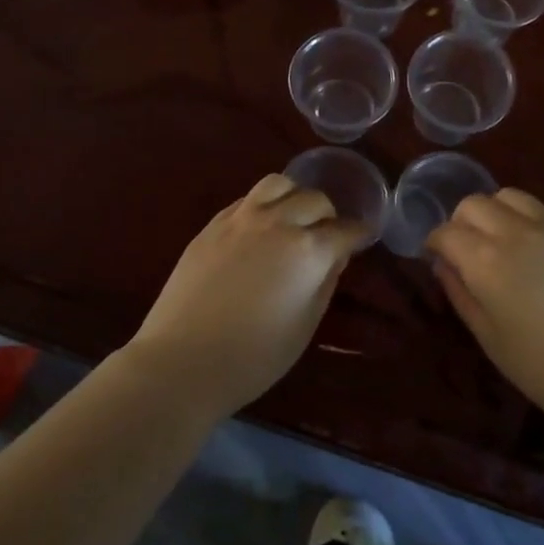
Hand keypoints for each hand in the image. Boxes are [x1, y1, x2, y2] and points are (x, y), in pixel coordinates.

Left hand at [126, 174, 366, 418]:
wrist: (182, 360)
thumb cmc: (253, 357)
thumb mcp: (304, 325)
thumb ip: (325, 282)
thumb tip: (335, 256)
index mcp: (308, 250)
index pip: (345, 230)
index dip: (358, 234)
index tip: (362, 238)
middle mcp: (277, 222)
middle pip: (314, 199)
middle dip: (328, 215)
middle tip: (327, 235)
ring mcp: (240, 218)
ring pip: (278, 184)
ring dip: (294, 196)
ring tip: (293, 218)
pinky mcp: (212, 224)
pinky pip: (247, 199)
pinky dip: (263, 204)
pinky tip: (260, 226)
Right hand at [427, 189, 543, 430]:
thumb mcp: (489, 337)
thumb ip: (459, 293)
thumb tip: (443, 264)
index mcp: (486, 261)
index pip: (446, 231)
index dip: (436, 242)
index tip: (438, 256)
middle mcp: (517, 232)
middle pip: (475, 203)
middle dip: (463, 222)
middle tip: (469, 249)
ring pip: (511, 196)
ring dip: (498, 213)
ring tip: (506, 242)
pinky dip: (535, 223)